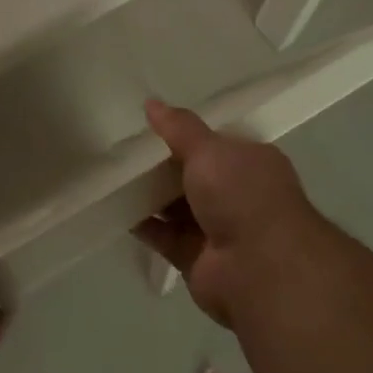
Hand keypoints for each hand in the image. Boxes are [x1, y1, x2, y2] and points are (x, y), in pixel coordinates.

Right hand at [133, 100, 326, 327]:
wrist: (258, 268)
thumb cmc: (242, 194)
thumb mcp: (209, 149)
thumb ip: (179, 127)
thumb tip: (151, 103)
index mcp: (252, 163)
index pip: (218, 144)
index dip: (188, 135)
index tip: (154, 126)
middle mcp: (239, 195)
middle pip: (195, 176)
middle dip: (166, 166)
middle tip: (127, 149)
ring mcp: (219, 230)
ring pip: (179, 206)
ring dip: (152, 195)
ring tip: (114, 174)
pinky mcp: (197, 259)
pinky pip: (165, 236)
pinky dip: (144, 224)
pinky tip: (116, 207)